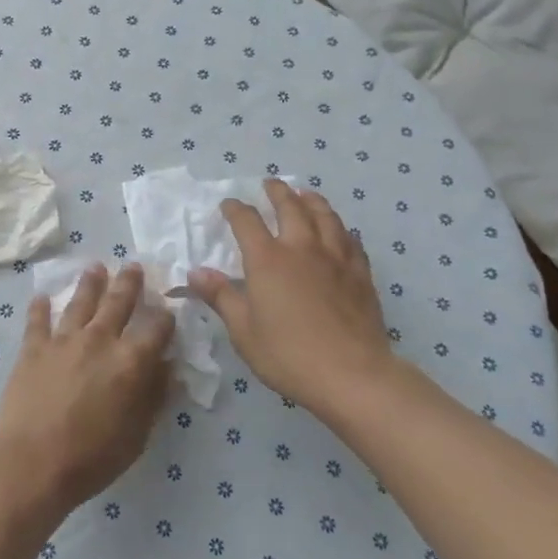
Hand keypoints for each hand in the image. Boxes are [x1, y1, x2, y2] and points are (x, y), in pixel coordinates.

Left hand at [0, 264, 174, 517]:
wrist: (32, 462)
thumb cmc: (92, 457)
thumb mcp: (137, 435)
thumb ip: (154, 396)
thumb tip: (167, 368)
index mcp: (130, 361)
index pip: (156, 328)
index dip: (165, 318)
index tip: (168, 311)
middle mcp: (99, 340)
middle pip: (118, 302)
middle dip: (129, 283)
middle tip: (133, 265)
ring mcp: (63, 340)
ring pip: (80, 302)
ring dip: (90, 283)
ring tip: (95, 266)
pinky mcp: (33, 348)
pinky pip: (37, 320)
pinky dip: (40, 307)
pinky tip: (41, 296)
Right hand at [187, 180, 397, 412]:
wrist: (352, 374)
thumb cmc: (288, 354)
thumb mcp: (243, 330)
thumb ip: (221, 297)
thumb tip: (196, 272)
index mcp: (267, 260)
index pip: (246, 221)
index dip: (235, 209)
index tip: (229, 204)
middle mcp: (301, 248)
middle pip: (290, 207)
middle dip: (277, 192)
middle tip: (270, 183)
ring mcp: (335, 258)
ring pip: (325, 216)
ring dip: (312, 201)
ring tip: (306, 194)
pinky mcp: (360, 274)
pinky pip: (350, 240)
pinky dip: (341, 229)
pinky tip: (341, 231)